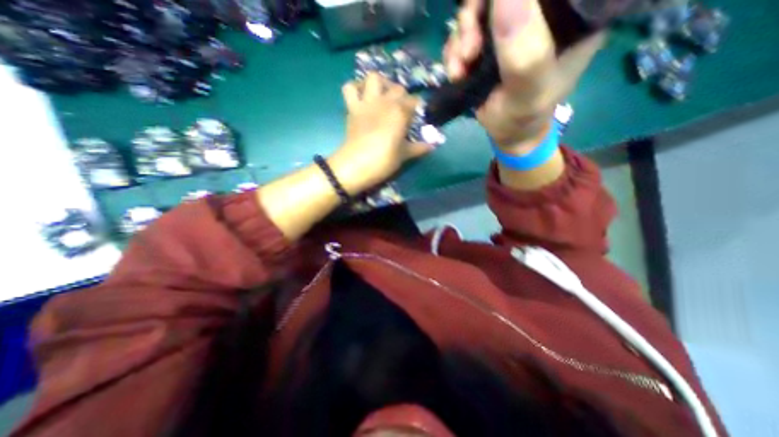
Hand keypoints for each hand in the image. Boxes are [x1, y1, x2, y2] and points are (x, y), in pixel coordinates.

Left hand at [331, 71, 435, 194]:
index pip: (415, 101)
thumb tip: (432, 146)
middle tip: (402, 110)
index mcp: (400, 112)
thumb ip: (418, 148)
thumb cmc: (383, 161)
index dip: (417, 109)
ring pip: (374, 78)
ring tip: (383, 96)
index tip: (417, 118)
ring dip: (380, 83)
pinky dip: (355, 88)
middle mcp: (385, 101)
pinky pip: (349, 88)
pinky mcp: (352, 108)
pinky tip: (362, 97)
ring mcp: (367, 102)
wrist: (355, 166)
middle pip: (398, 88)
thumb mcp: (404, 156)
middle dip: (402, 96)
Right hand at [445, 0, 601, 151]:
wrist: (508, 132)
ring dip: (460, 41)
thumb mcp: (529, 90)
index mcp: (569, 15)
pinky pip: (463, 33)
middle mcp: (540, 14)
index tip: (489, 18)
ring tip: (460, 70)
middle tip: (468, 52)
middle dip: (474, 19)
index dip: (509, 1)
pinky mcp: (488, 43)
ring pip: (477, 11)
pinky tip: (456, 73)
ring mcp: (510, 27)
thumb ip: (525, 53)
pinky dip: (453, 52)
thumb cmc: (525, 116)